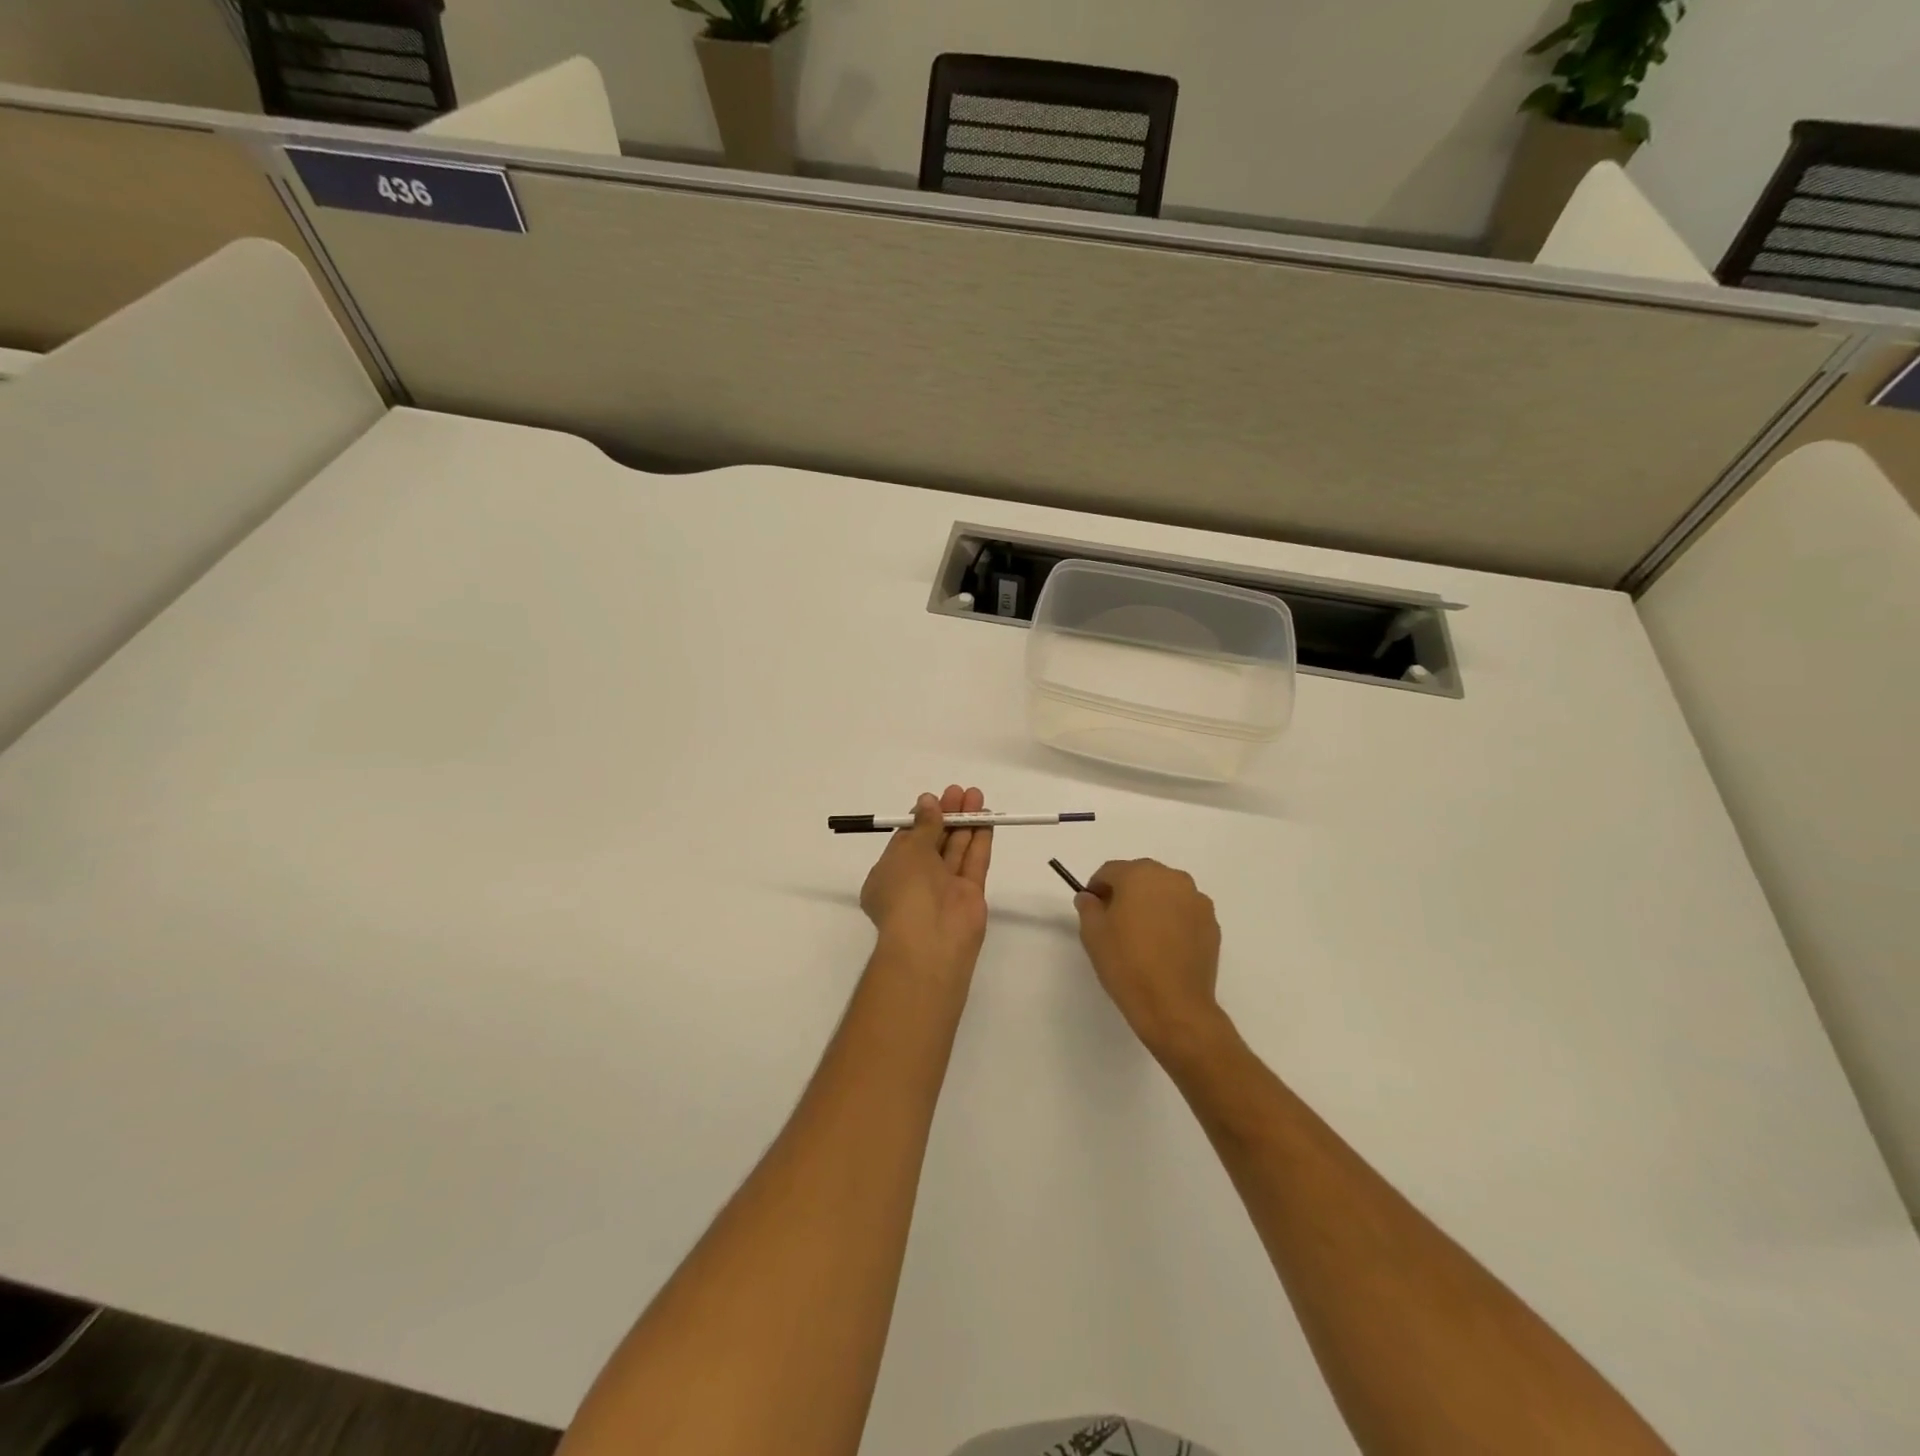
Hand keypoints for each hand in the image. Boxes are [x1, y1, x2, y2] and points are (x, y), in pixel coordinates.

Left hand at [860, 786, 992, 983]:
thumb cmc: (906, 891)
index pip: (907, 840)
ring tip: (976, 795)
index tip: (936, 798)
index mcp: (889, 874)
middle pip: (934, 841)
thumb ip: (924, 825)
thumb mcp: (908, 851)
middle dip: (947, 815)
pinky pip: (974, 862)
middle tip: (960, 791)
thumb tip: (928, 802)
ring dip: (966, 822)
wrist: (930, 941)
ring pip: (956, 849)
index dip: (923, 818)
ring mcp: (944, 888)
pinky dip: (980, 840)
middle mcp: (916, 881)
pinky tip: (987, 818)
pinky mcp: (969, 894)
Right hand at [1076, 859, 1225, 1061]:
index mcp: (1140, 874)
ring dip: (1152, 904)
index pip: (1110, 871)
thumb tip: (1090, 897)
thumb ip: (1088, 907)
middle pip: (1141, 877)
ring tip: (1142, 935)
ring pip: (1165, 893)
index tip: (1092, 908)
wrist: (1174, 1006)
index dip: (1096, 888)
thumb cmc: (1126, 963)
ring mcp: (1197, 900)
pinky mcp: (1212, 923)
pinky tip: (1164, 946)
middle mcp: (1172, 878)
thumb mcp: (1093, 934)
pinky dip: (1172, 920)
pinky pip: (1184, 912)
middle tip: (1115, 921)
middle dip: (1126, 892)